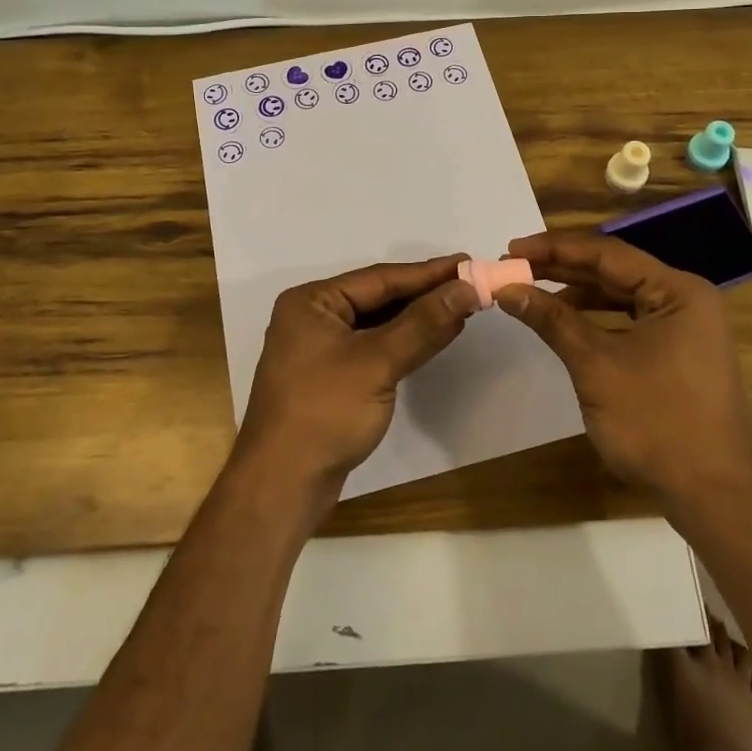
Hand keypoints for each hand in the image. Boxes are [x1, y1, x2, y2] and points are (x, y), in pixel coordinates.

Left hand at [234, 254, 479, 507]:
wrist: (281, 487)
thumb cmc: (324, 413)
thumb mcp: (377, 363)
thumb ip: (423, 324)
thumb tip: (467, 289)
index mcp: (312, 302)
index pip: (380, 279)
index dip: (427, 272)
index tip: (468, 263)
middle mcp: (312, 317)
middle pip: (377, 297)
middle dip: (424, 293)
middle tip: (470, 284)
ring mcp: (318, 348)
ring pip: (376, 323)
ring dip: (416, 318)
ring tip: (460, 306)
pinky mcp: (329, 377)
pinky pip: (372, 347)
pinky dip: (402, 342)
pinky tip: (432, 338)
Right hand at [494, 232, 751, 503]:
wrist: (712, 496)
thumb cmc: (655, 422)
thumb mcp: (595, 365)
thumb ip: (552, 320)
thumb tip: (507, 289)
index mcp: (677, 290)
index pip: (607, 254)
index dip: (555, 249)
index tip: (511, 249)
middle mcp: (685, 299)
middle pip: (614, 271)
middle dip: (562, 269)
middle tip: (514, 266)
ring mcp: (684, 328)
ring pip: (620, 296)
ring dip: (575, 293)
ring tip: (530, 290)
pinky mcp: (677, 353)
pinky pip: (629, 321)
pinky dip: (594, 319)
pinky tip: (563, 321)